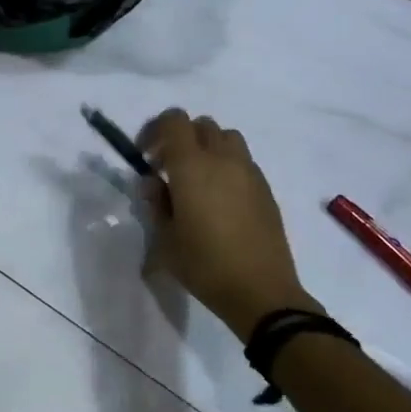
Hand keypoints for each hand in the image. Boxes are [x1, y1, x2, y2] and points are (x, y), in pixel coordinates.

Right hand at [137, 110, 316, 338]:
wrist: (260, 291)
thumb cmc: (204, 264)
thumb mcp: (164, 238)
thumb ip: (155, 203)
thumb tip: (154, 183)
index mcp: (192, 167)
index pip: (174, 121)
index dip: (155, 130)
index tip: (145, 155)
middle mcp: (223, 160)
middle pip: (201, 125)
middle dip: (180, 138)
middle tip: (166, 168)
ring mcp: (249, 172)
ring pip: (226, 138)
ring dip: (206, 147)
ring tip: (195, 179)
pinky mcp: (265, 189)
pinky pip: (242, 161)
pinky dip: (226, 166)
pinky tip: (218, 199)